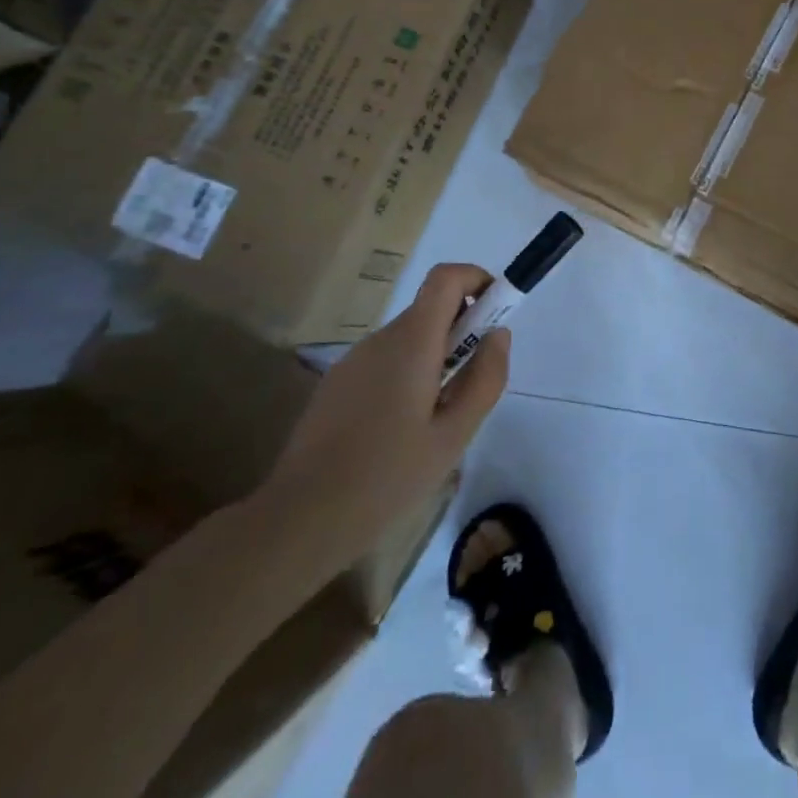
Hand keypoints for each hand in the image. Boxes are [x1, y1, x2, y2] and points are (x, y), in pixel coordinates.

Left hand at [260, 264, 510, 573]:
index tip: (496, 313)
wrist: (299, 520)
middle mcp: (380, 338)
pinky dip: (408, 374)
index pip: (446, 277)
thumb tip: (498, 334)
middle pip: (431, 310)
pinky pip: (385, 361)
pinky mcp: (337, 383)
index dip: (477, 279)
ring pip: (409, 339)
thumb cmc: (387, 477)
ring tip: (437, 418)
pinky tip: (401, 430)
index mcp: (411, 342)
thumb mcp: (454, 435)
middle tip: (472, 382)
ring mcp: (353, 360)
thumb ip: (485, 378)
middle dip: (462, 330)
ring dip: (435, 357)